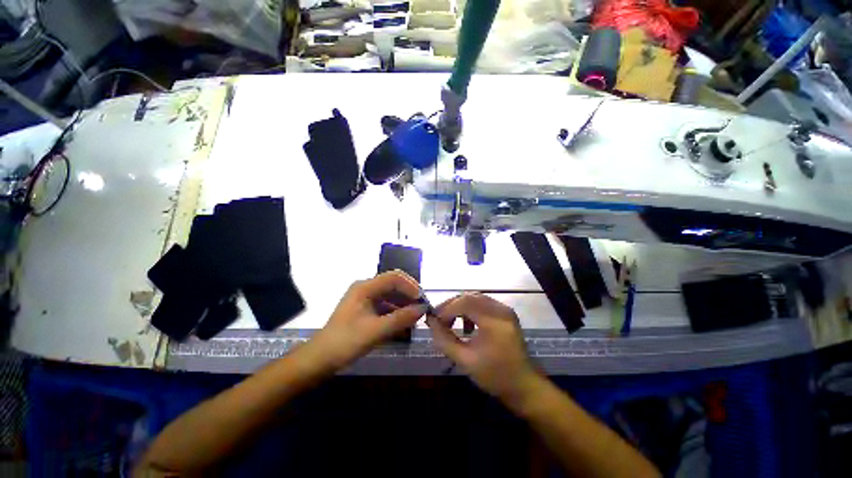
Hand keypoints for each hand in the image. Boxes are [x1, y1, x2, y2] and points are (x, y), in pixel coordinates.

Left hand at [311, 271, 426, 368]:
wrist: (320, 358)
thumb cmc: (345, 342)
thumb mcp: (375, 331)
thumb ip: (400, 319)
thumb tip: (423, 309)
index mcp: (365, 287)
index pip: (394, 277)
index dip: (410, 286)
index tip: (421, 300)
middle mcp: (365, 288)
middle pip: (393, 284)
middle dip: (409, 294)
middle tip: (421, 308)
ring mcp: (365, 298)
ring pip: (390, 295)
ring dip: (404, 303)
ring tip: (415, 316)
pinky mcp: (365, 308)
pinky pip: (385, 305)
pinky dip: (396, 311)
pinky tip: (404, 322)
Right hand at [427, 294, 541, 404]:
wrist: (523, 386)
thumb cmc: (494, 376)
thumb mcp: (464, 360)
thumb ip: (444, 339)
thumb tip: (430, 321)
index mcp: (493, 321)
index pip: (464, 302)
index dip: (446, 308)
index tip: (434, 320)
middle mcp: (501, 310)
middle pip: (470, 297)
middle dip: (451, 305)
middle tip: (439, 319)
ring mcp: (505, 310)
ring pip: (476, 298)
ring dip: (460, 306)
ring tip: (451, 322)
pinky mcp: (506, 313)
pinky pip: (483, 303)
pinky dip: (471, 309)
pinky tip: (467, 325)